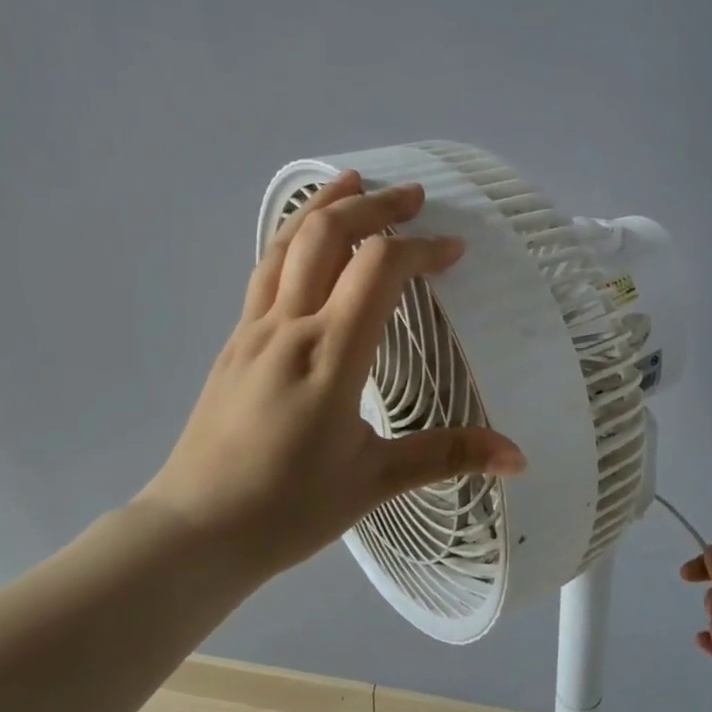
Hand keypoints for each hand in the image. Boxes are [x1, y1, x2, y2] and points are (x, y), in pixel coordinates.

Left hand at [142, 170, 526, 579]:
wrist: (194, 531)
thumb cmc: (286, 509)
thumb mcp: (373, 482)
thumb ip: (446, 456)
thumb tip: (517, 456)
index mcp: (328, 356)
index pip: (378, 270)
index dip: (420, 249)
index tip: (453, 252)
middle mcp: (288, 328)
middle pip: (326, 235)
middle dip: (374, 205)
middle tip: (413, 195)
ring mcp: (252, 331)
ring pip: (285, 243)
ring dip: (324, 205)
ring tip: (353, 180)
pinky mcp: (234, 344)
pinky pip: (265, 270)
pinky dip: (292, 237)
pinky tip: (304, 241)